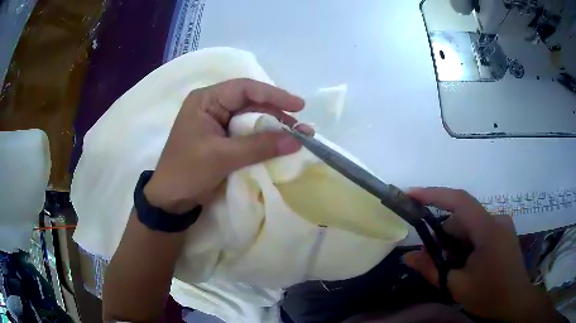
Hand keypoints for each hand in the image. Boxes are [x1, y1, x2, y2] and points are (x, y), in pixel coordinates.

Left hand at [143, 78, 305, 213]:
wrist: (170, 199)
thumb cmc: (187, 172)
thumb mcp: (222, 157)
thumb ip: (259, 146)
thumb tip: (297, 140)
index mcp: (206, 100)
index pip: (244, 88)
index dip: (274, 94)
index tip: (298, 106)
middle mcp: (212, 106)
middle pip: (251, 102)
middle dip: (277, 113)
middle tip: (302, 127)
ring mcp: (218, 122)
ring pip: (251, 118)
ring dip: (273, 127)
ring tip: (297, 137)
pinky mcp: (222, 139)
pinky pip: (247, 133)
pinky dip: (264, 139)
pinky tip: (280, 144)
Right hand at [404, 188, 560, 322]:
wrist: (516, 303)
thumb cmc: (489, 296)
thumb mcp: (457, 286)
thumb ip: (431, 269)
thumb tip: (407, 257)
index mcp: (488, 230)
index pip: (460, 201)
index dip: (434, 194)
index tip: (411, 195)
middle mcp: (497, 219)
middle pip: (462, 219)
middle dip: (443, 237)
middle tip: (430, 260)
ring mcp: (502, 225)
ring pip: (470, 226)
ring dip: (455, 243)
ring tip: (452, 268)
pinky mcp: (503, 233)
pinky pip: (479, 231)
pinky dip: (466, 244)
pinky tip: (465, 264)